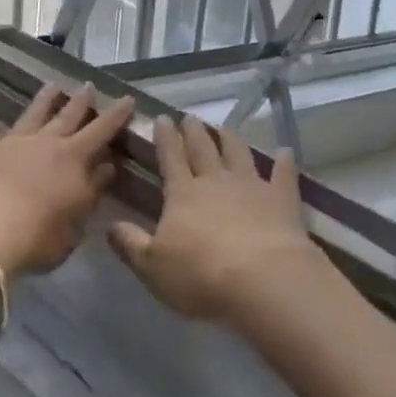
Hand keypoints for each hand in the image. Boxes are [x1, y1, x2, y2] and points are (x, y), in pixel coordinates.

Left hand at [0, 84, 133, 277]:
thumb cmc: (36, 237)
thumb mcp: (74, 224)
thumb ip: (91, 192)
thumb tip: (106, 168)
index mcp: (72, 159)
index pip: (101, 131)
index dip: (116, 115)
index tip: (127, 98)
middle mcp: (44, 142)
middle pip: (67, 115)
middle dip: (81, 100)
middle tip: (88, 85)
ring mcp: (11, 142)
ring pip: (32, 114)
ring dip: (44, 100)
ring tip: (52, 86)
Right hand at [108, 116, 321, 322]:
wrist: (262, 278)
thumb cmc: (200, 275)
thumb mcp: (152, 266)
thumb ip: (131, 244)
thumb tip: (109, 224)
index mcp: (183, 193)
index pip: (171, 157)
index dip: (165, 138)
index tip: (162, 118)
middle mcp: (215, 180)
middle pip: (203, 149)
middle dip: (194, 132)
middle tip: (190, 117)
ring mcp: (251, 186)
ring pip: (238, 153)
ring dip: (230, 139)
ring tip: (225, 128)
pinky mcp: (281, 199)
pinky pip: (283, 175)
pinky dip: (284, 163)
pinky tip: (285, 153)